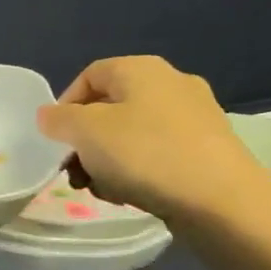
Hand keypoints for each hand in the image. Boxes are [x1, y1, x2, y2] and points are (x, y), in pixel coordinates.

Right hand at [34, 55, 270, 222]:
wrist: (221, 200)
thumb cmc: (145, 154)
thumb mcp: (86, 132)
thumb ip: (59, 120)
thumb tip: (49, 115)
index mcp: (141, 70)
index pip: (90, 75)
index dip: (65, 104)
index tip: (55, 138)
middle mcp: (171, 84)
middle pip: (110, 108)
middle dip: (84, 141)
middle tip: (73, 171)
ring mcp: (193, 117)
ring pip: (131, 134)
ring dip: (105, 161)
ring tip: (99, 189)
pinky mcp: (206, 149)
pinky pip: (156, 154)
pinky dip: (136, 171)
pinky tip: (130, 195)